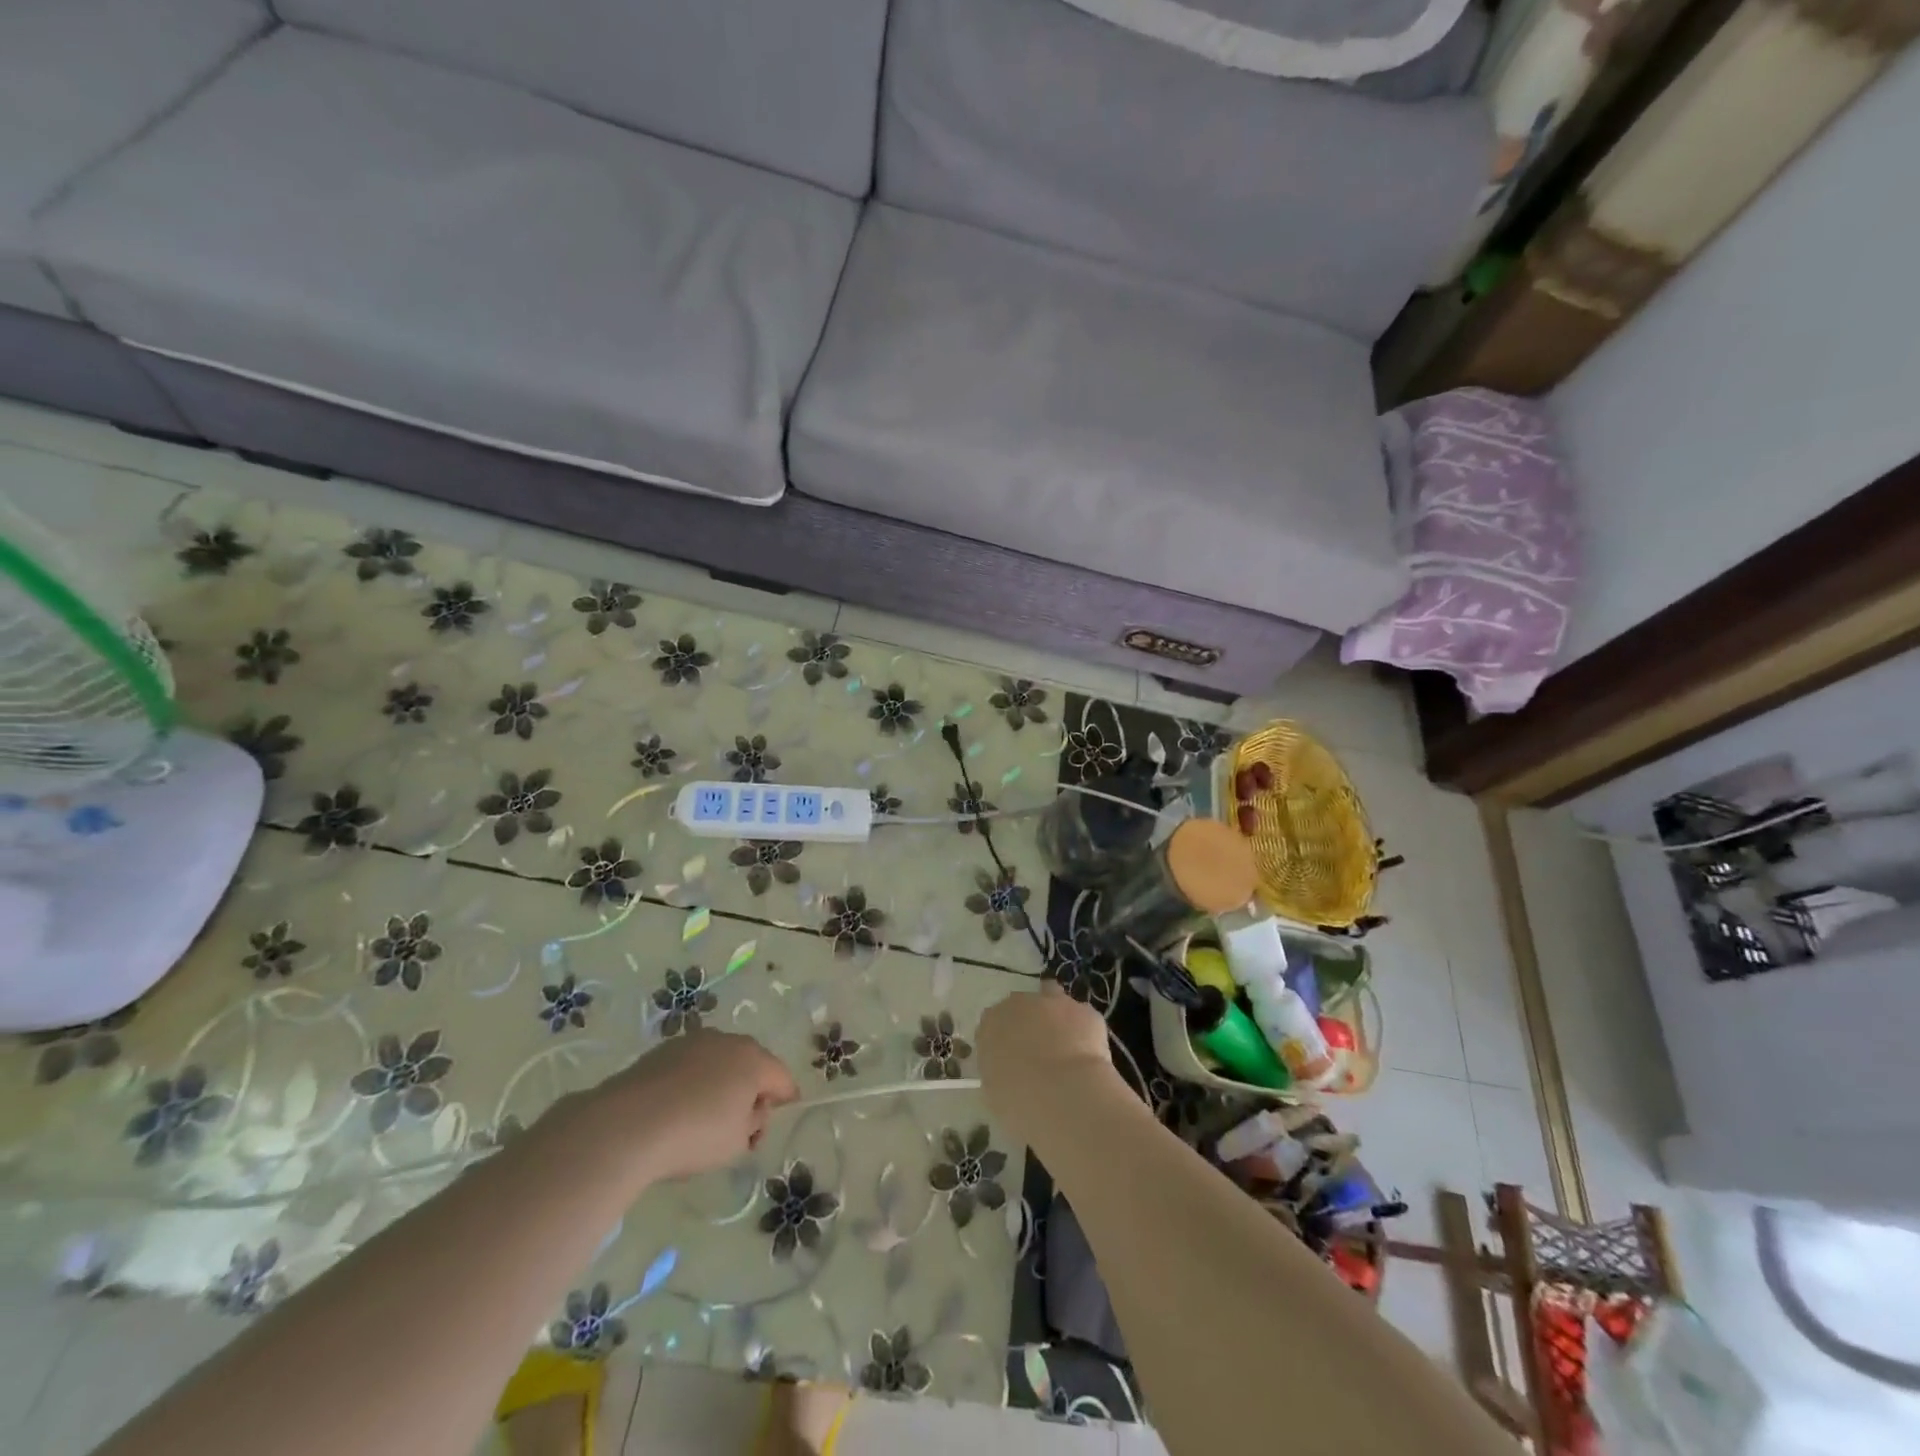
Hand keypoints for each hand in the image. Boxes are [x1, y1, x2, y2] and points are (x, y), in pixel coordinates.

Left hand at [602, 1030, 798, 1181]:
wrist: (627, 1124)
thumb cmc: (695, 1134)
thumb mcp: (737, 1142)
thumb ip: (753, 1123)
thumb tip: (751, 1110)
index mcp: (754, 1060)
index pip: (782, 1078)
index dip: (785, 1098)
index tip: (781, 1114)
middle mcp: (728, 1041)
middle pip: (752, 1064)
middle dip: (752, 1089)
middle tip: (743, 1123)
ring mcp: (694, 1041)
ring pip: (720, 1061)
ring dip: (721, 1082)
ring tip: (706, 1116)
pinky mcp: (663, 1050)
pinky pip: (691, 1065)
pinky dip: (693, 1082)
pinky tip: (678, 1108)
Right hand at [976, 984, 1122, 1144]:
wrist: (1063, 1096)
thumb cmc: (1018, 1102)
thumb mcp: (995, 1094)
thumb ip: (999, 1074)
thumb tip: (1010, 1075)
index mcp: (991, 1023)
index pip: (993, 1024)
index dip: (1005, 1041)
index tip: (1012, 1062)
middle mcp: (1020, 1004)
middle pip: (1023, 1007)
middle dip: (1030, 1025)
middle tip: (1039, 1055)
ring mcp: (1054, 1003)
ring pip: (1054, 1001)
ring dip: (1057, 1018)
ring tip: (1066, 1047)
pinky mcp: (1085, 1012)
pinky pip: (1082, 1018)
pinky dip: (1085, 1033)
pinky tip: (1089, 1057)